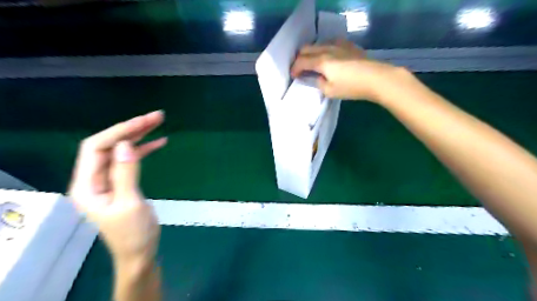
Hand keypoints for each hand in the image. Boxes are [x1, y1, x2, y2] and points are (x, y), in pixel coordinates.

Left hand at [68, 110, 166, 260]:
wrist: (140, 250)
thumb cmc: (133, 232)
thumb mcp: (129, 203)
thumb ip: (125, 173)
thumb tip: (125, 145)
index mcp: (87, 185)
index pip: (95, 148)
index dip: (118, 132)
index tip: (143, 122)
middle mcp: (93, 178)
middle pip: (108, 145)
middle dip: (131, 129)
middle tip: (156, 117)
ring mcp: (107, 180)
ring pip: (121, 150)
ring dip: (139, 136)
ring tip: (158, 123)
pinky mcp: (121, 182)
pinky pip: (131, 160)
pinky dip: (144, 149)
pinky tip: (159, 142)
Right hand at [292, 39, 409, 101]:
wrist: (377, 78)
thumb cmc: (352, 87)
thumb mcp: (330, 91)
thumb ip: (319, 83)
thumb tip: (317, 77)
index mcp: (321, 61)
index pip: (301, 62)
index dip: (294, 69)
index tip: (293, 76)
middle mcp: (327, 49)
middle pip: (307, 49)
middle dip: (300, 59)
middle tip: (300, 69)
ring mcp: (339, 45)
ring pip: (318, 44)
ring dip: (311, 53)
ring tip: (313, 63)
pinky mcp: (348, 45)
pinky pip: (330, 43)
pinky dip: (324, 49)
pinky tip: (329, 57)